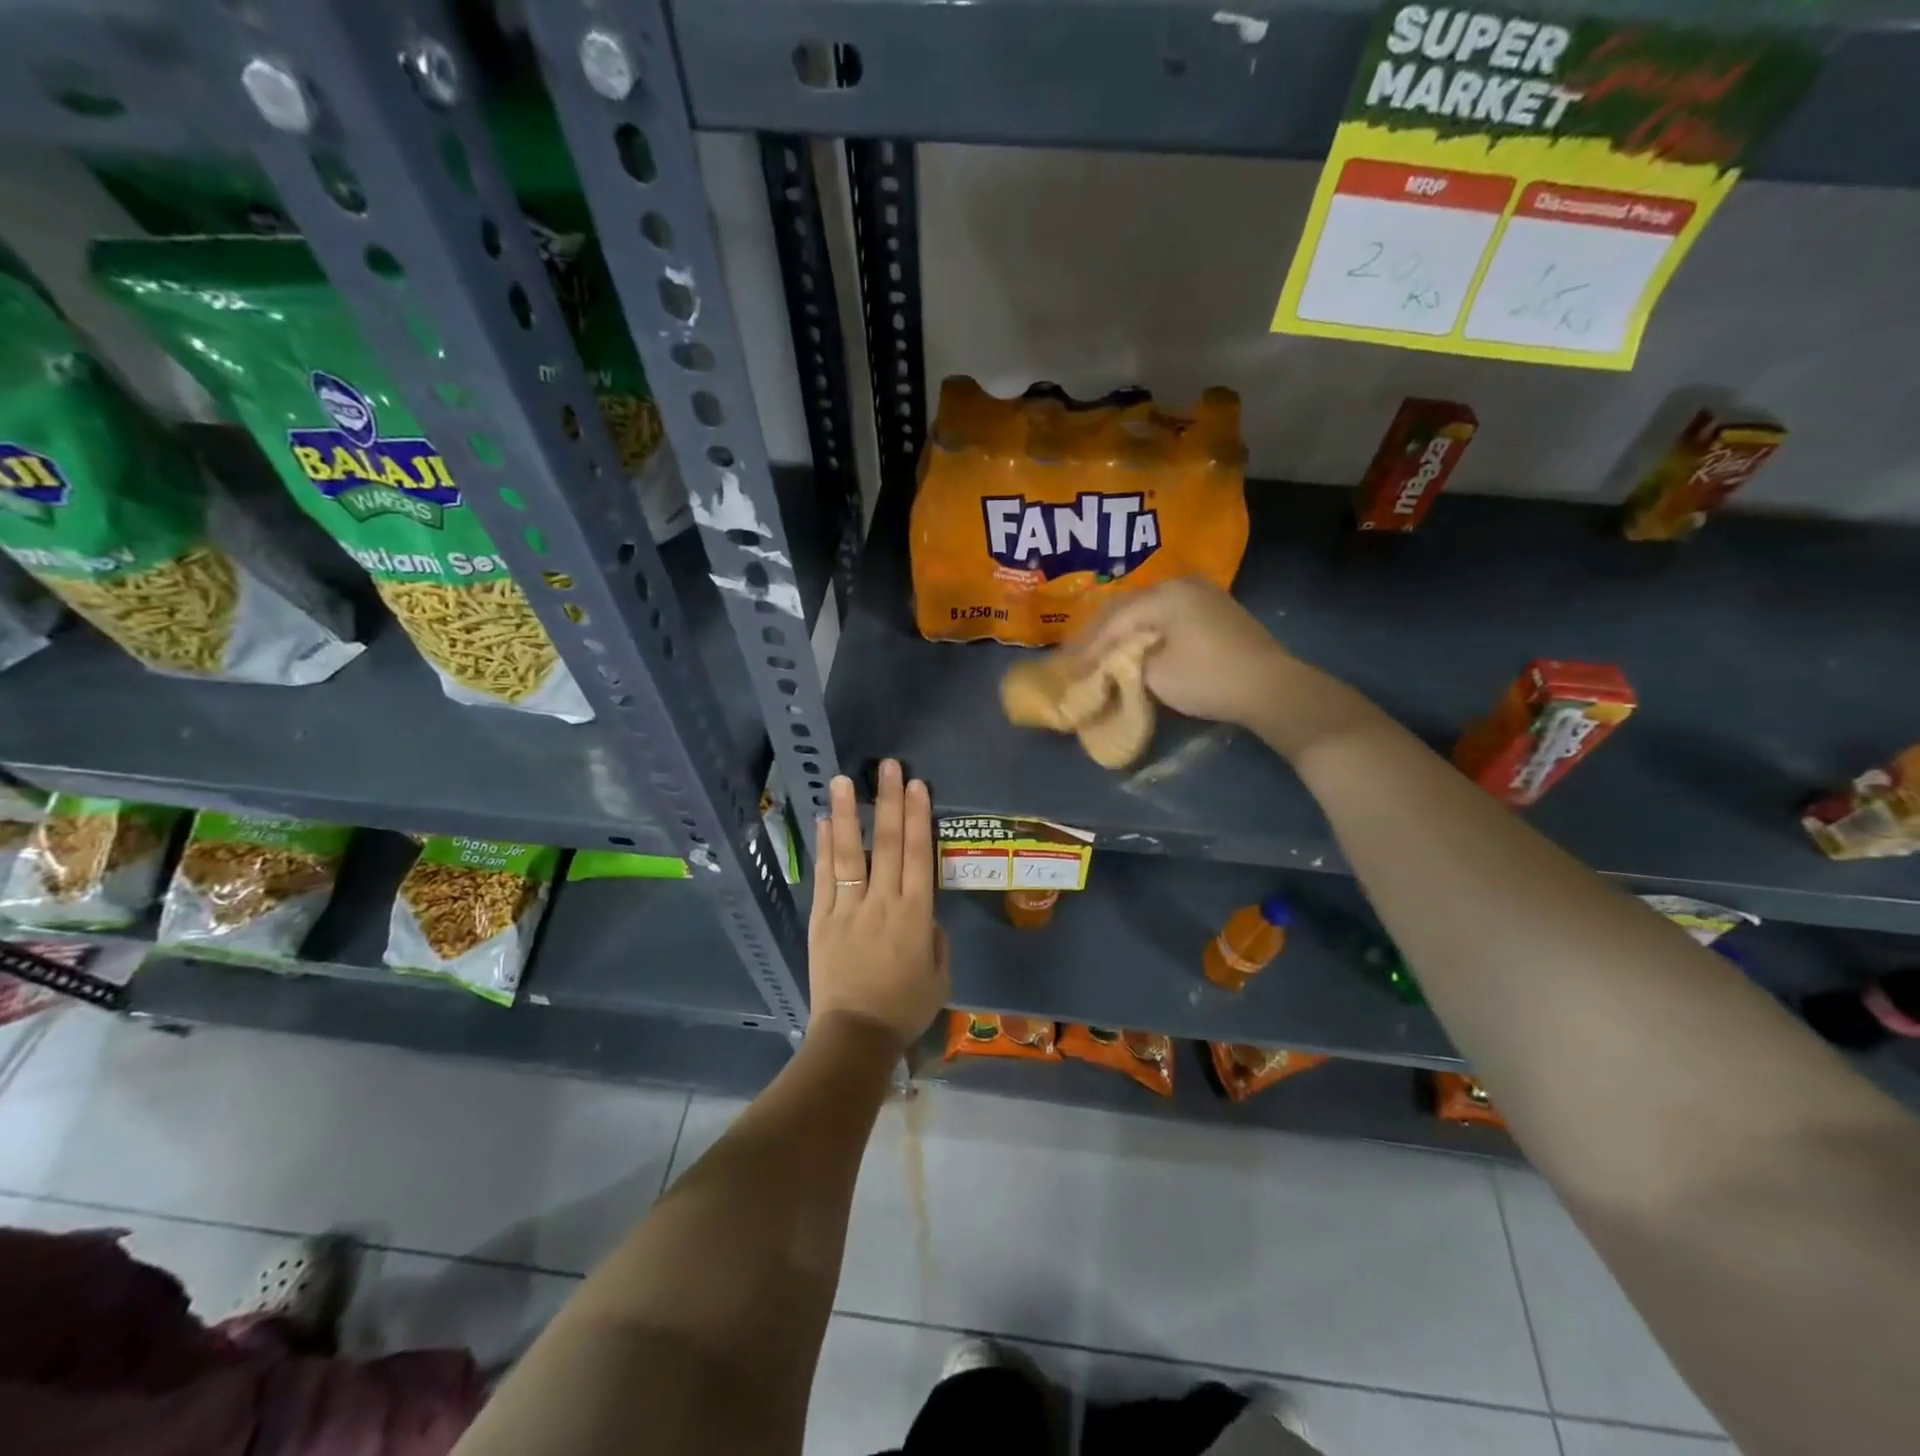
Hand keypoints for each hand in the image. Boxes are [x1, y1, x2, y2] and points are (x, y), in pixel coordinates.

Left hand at [809, 759, 950, 1051]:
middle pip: (887, 844)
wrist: (855, 1036)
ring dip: (847, 815)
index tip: (916, 785)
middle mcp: (882, 902)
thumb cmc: (904, 1008)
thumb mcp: (940, 976)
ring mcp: (848, 908)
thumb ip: (935, 938)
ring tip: (844, 780)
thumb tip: (924, 915)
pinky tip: (822, 821)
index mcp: (915, 914)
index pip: (919, 855)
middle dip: (888, 802)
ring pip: (849, 853)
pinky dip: (823, 848)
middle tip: (888, 766)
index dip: (918, 817)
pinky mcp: (822, 919)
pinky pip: (824, 877)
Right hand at [1068, 577, 1295, 730]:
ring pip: (1150, 611)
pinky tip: (1137, 646)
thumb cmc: (1207, 678)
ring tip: (1102, 651)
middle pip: (1130, 608)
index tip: (1070, 670)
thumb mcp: (1156, 676)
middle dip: (1102, 634)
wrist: (1271, 687)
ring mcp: (1203, 596)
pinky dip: (1148, 632)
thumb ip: (1126, 664)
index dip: (1090, 648)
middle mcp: (1182, 585)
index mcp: (1164, 595)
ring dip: (1125, 632)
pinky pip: (1170, 617)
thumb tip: (1115, 664)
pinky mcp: (1216, 612)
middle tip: (1078, 655)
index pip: (1115, 621)